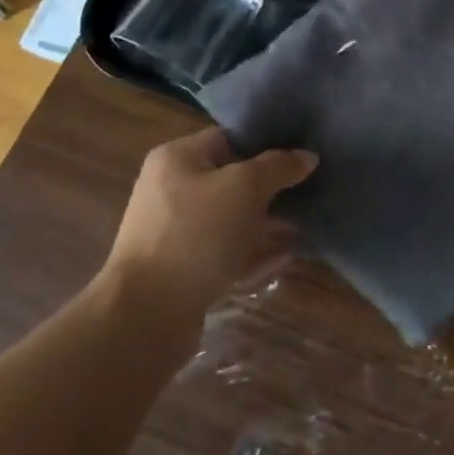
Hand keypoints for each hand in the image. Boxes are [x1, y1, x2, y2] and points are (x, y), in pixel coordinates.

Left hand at [105, 127, 315, 319]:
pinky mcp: (181, 273)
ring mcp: (174, 235)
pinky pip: (225, 255)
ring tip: (302, 229)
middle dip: (269, 190)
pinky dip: (253, 255)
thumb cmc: (196, 234)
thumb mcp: (246, 187)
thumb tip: (307, 156)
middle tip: (307, 194)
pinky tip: (285, 259)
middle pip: (230, 182)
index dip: (265, 145)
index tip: (299, 157)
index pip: (228, 139)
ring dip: (265, 225)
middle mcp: (170, 191)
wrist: (146, 315)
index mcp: (177, 159)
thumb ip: (279, 167)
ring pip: (230, 221)